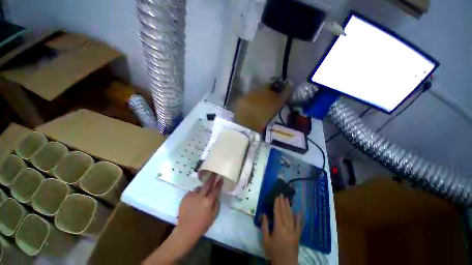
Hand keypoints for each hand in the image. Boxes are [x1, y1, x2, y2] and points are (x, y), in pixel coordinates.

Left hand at [175, 174, 222, 242]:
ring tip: (200, 194)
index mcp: (208, 202)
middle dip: (211, 178)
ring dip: (201, 189)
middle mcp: (200, 197)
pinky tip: (193, 200)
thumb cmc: (202, 224)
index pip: (215, 189)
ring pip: (198, 188)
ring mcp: (192, 196)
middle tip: (213, 173)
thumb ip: (216, 204)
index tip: (221, 178)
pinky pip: (192, 192)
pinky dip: (194, 194)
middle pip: (207, 184)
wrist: (186, 230)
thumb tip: (217, 195)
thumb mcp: (213, 216)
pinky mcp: (185, 197)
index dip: (219, 183)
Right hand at [262, 195, 301, 264]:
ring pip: (291, 217)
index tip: (276, 197)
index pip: (277, 213)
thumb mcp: (265, 240)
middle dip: (283, 203)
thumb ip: (264, 226)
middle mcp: (287, 228)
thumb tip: (263, 213)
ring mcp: (294, 232)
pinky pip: (299, 225)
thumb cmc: (273, 252)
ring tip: (287, 199)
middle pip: (285, 213)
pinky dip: (299, 218)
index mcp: (278, 228)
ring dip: (289, 207)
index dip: (277, 204)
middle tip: (282, 194)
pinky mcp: (298, 236)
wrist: (285, 264)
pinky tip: (299, 211)